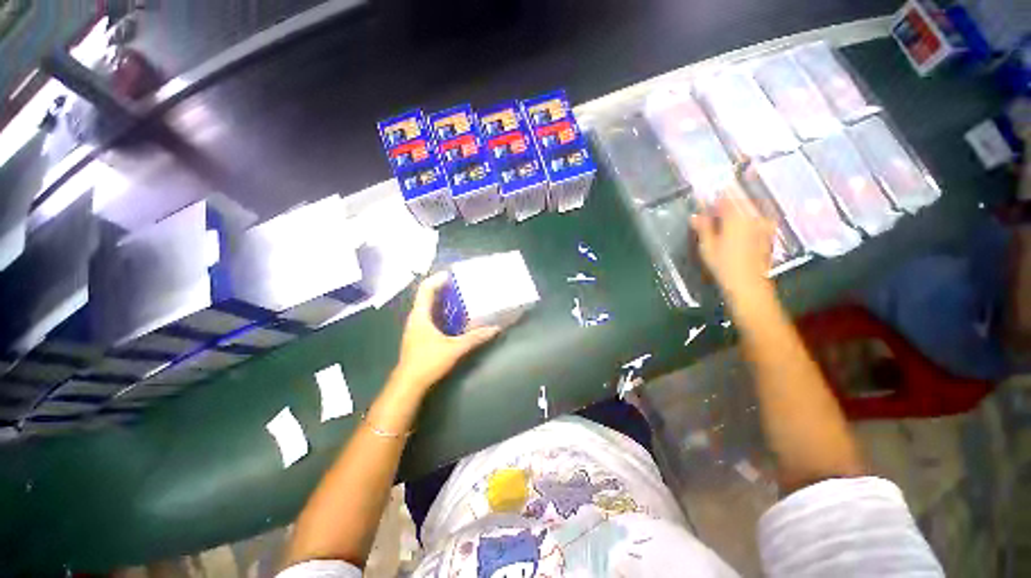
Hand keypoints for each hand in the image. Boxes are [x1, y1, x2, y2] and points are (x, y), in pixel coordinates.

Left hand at [392, 272, 501, 391]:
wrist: (408, 385)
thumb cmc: (428, 362)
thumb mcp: (455, 348)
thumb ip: (475, 338)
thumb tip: (495, 328)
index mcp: (420, 316)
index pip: (425, 289)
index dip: (437, 279)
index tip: (453, 274)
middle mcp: (415, 318)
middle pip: (426, 296)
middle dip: (442, 288)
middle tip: (460, 285)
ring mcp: (415, 328)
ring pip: (428, 307)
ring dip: (441, 301)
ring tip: (459, 298)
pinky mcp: (418, 337)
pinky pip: (430, 317)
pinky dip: (441, 313)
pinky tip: (454, 318)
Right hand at [692, 196, 776, 299]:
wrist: (748, 283)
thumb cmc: (724, 264)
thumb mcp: (707, 246)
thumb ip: (703, 227)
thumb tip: (695, 215)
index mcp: (736, 217)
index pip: (726, 197)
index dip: (715, 197)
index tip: (705, 200)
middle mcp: (752, 216)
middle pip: (740, 200)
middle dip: (727, 202)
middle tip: (714, 210)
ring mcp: (763, 224)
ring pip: (749, 209)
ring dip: (738, 209)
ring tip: (726, 218)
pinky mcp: (768, 233)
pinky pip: (758, 218)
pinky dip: (749, 218)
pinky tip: (741, 227)